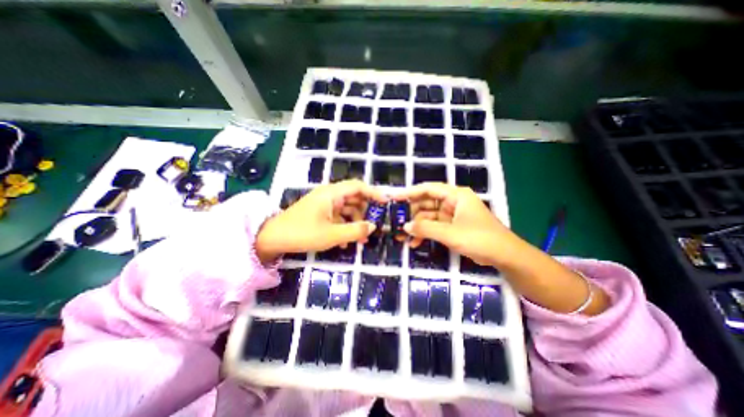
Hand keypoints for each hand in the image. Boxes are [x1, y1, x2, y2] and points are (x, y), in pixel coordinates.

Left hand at [259, 179, 389, 262]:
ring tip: (362, 240)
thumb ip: (355, 230)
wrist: (272, 238)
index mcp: (332, 194)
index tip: (386, 202)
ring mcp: (324, 205)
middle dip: (366, 212)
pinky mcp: (320, 214)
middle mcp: (329, 195)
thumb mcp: (332, 235)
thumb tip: (373, 227)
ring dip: (356, 223)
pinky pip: (338, 217)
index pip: (358, 186)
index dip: (373, 193)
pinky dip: (345, 227)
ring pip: (347, 209)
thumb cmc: (302, 233)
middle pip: (354, 198)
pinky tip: (346, 242)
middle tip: (375, 226)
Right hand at [395, 183, 609, 314]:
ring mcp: (452, 215)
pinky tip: (415, 243)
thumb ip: (426, 228)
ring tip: (402, 237)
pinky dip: (425, 234)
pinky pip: (434, 227)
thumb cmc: (480, 238)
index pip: (428, 189)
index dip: (410, 192)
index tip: (394, 198)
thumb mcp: (450, 233)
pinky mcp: (452, 226)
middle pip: (426, 203)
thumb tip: (405, 226)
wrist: (505, 256)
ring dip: (417, 227)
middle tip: (396, 222)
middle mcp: (452, 202)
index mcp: (455, 195)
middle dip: (412, 214)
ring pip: (429, 216)